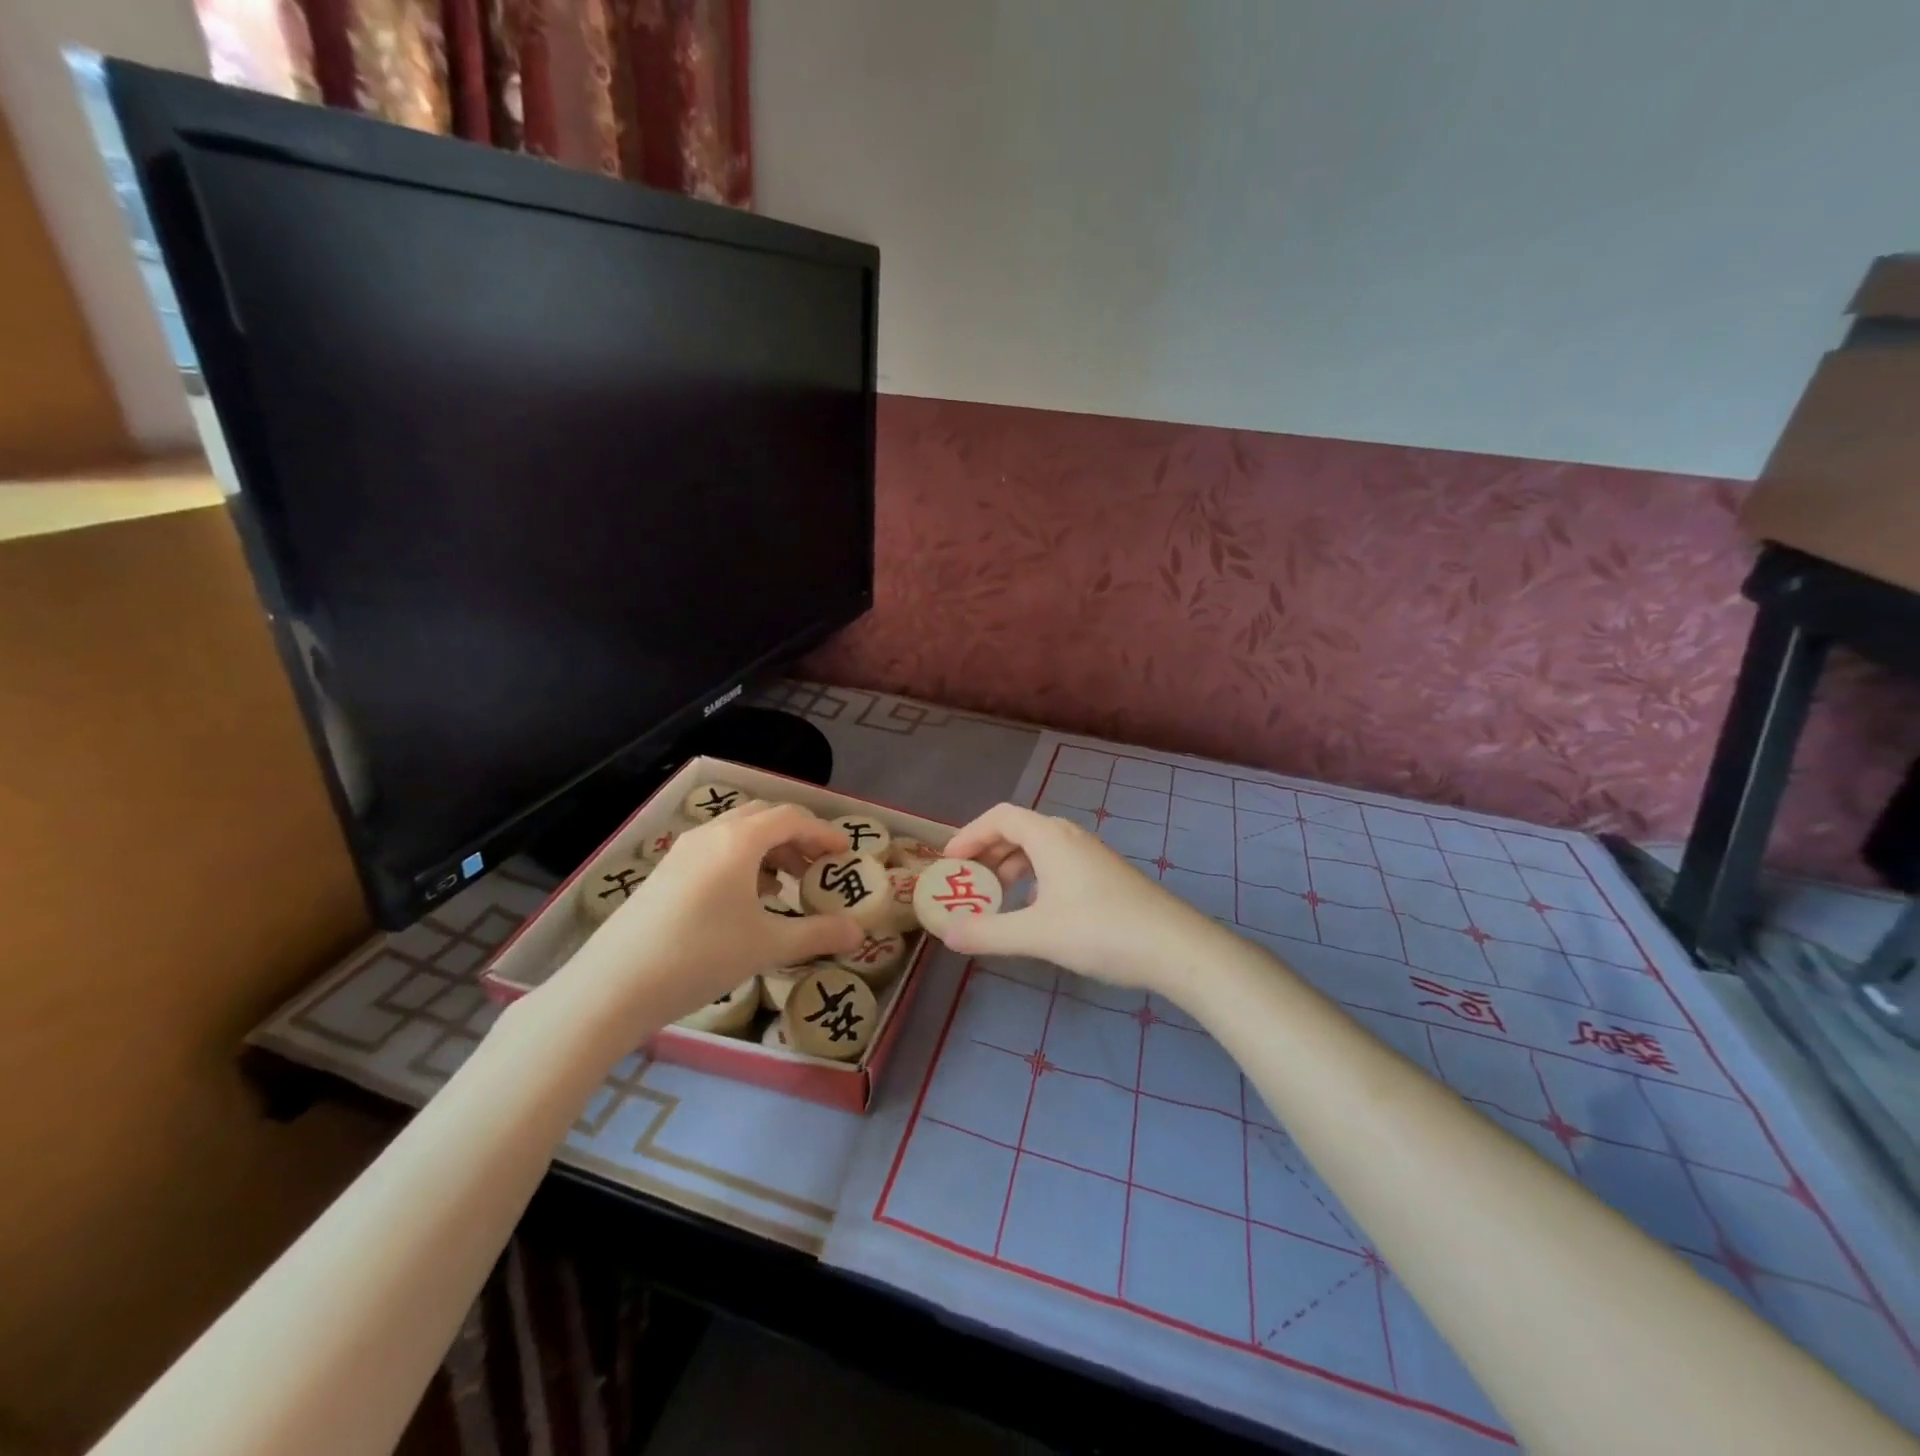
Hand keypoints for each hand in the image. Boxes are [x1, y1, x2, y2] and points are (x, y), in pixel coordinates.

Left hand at [552, 802, 864, 1043]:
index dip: (823, 832)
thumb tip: (859, 933)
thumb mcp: (767, 946)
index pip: (792, 819)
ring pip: (736, 832)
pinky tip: (745, 899)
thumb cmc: (699, 957)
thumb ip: (817, 935)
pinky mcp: (665, 872)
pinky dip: (741, 860)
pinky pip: (715, 849)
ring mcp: (682, 851)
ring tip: (786, 883)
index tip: (845, 853)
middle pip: (763, 816)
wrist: (612, 986)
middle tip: (817, 865)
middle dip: (796, 836)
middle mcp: (711, 834)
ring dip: (768, 847)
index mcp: (739, 841)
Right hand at [937, 803, 1213, 992]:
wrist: (1175, 947)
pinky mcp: (1105, 877)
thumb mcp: (1037, 934)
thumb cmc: (1101, 930)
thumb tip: (946, 933)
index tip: (950, 863)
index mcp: (1050, 837)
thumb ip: (988, 933)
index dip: (970, 834)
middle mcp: (1069, 837)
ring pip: (1040, 850)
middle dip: (988, 853)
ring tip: (995, 899)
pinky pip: (1057, 866)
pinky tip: (1035, 913)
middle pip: (1018, 831)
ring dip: (1011, 868)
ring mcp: (1091, 856)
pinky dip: (1034, 880)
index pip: (1000, 817)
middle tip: (967, 882)